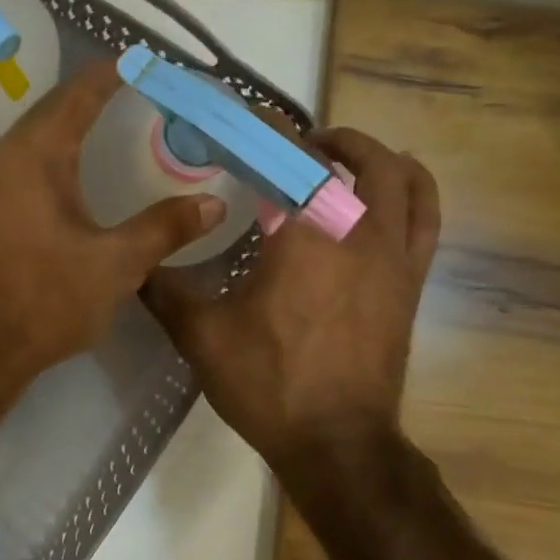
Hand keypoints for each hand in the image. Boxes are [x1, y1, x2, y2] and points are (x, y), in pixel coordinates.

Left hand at [0, 59, 226, 397]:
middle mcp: (1, 158)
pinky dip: (50, 157)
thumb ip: (164, 228)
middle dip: (90, 97)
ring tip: (106, 126)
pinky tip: (70, 178)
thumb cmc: (44, 300)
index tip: (142, 62)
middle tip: (134, 92)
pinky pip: (19, 165)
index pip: (78, 95)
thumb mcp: (115, 265)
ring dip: (67, 127)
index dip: (111, 74)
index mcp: (35, 156)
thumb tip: (213, 202)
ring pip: (31, 139)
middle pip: (51, 111)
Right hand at [144, 127, 439, 474]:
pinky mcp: (411, 282)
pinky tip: (386, 197)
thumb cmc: (268, 385)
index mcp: (303, 236)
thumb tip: (134, 263)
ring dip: (374, 156)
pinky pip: (426, 219)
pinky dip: (411, 192)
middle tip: (292, 146)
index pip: (290, 157)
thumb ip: (164, 290)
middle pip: (357, 158)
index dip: (268, 127)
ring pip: (403, 181)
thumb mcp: (201, 336)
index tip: (245, 115)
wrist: (337, 443)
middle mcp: (358, 232)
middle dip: (325, 140)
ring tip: (343, 158)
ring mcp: (394, 257)